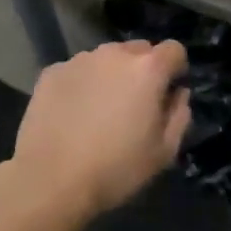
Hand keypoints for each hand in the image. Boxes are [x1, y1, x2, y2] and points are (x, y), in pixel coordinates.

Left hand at [11, 40, 190, 214]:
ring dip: (111, 75)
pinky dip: (82, 84)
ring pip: (106, 58)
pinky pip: (77, 71)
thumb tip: (178, 93)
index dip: (176, 70)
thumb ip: (180, 114)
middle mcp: (114, 54)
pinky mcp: (51, 72)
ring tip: (100, 109)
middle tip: (135, 103)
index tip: (168, 93)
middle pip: (139, 49)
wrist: (50, 181)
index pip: (174, 50)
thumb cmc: (116, 168)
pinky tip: (73, 114)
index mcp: (148, 69)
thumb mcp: (164, 151)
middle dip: (143, 69)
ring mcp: (79, 60)